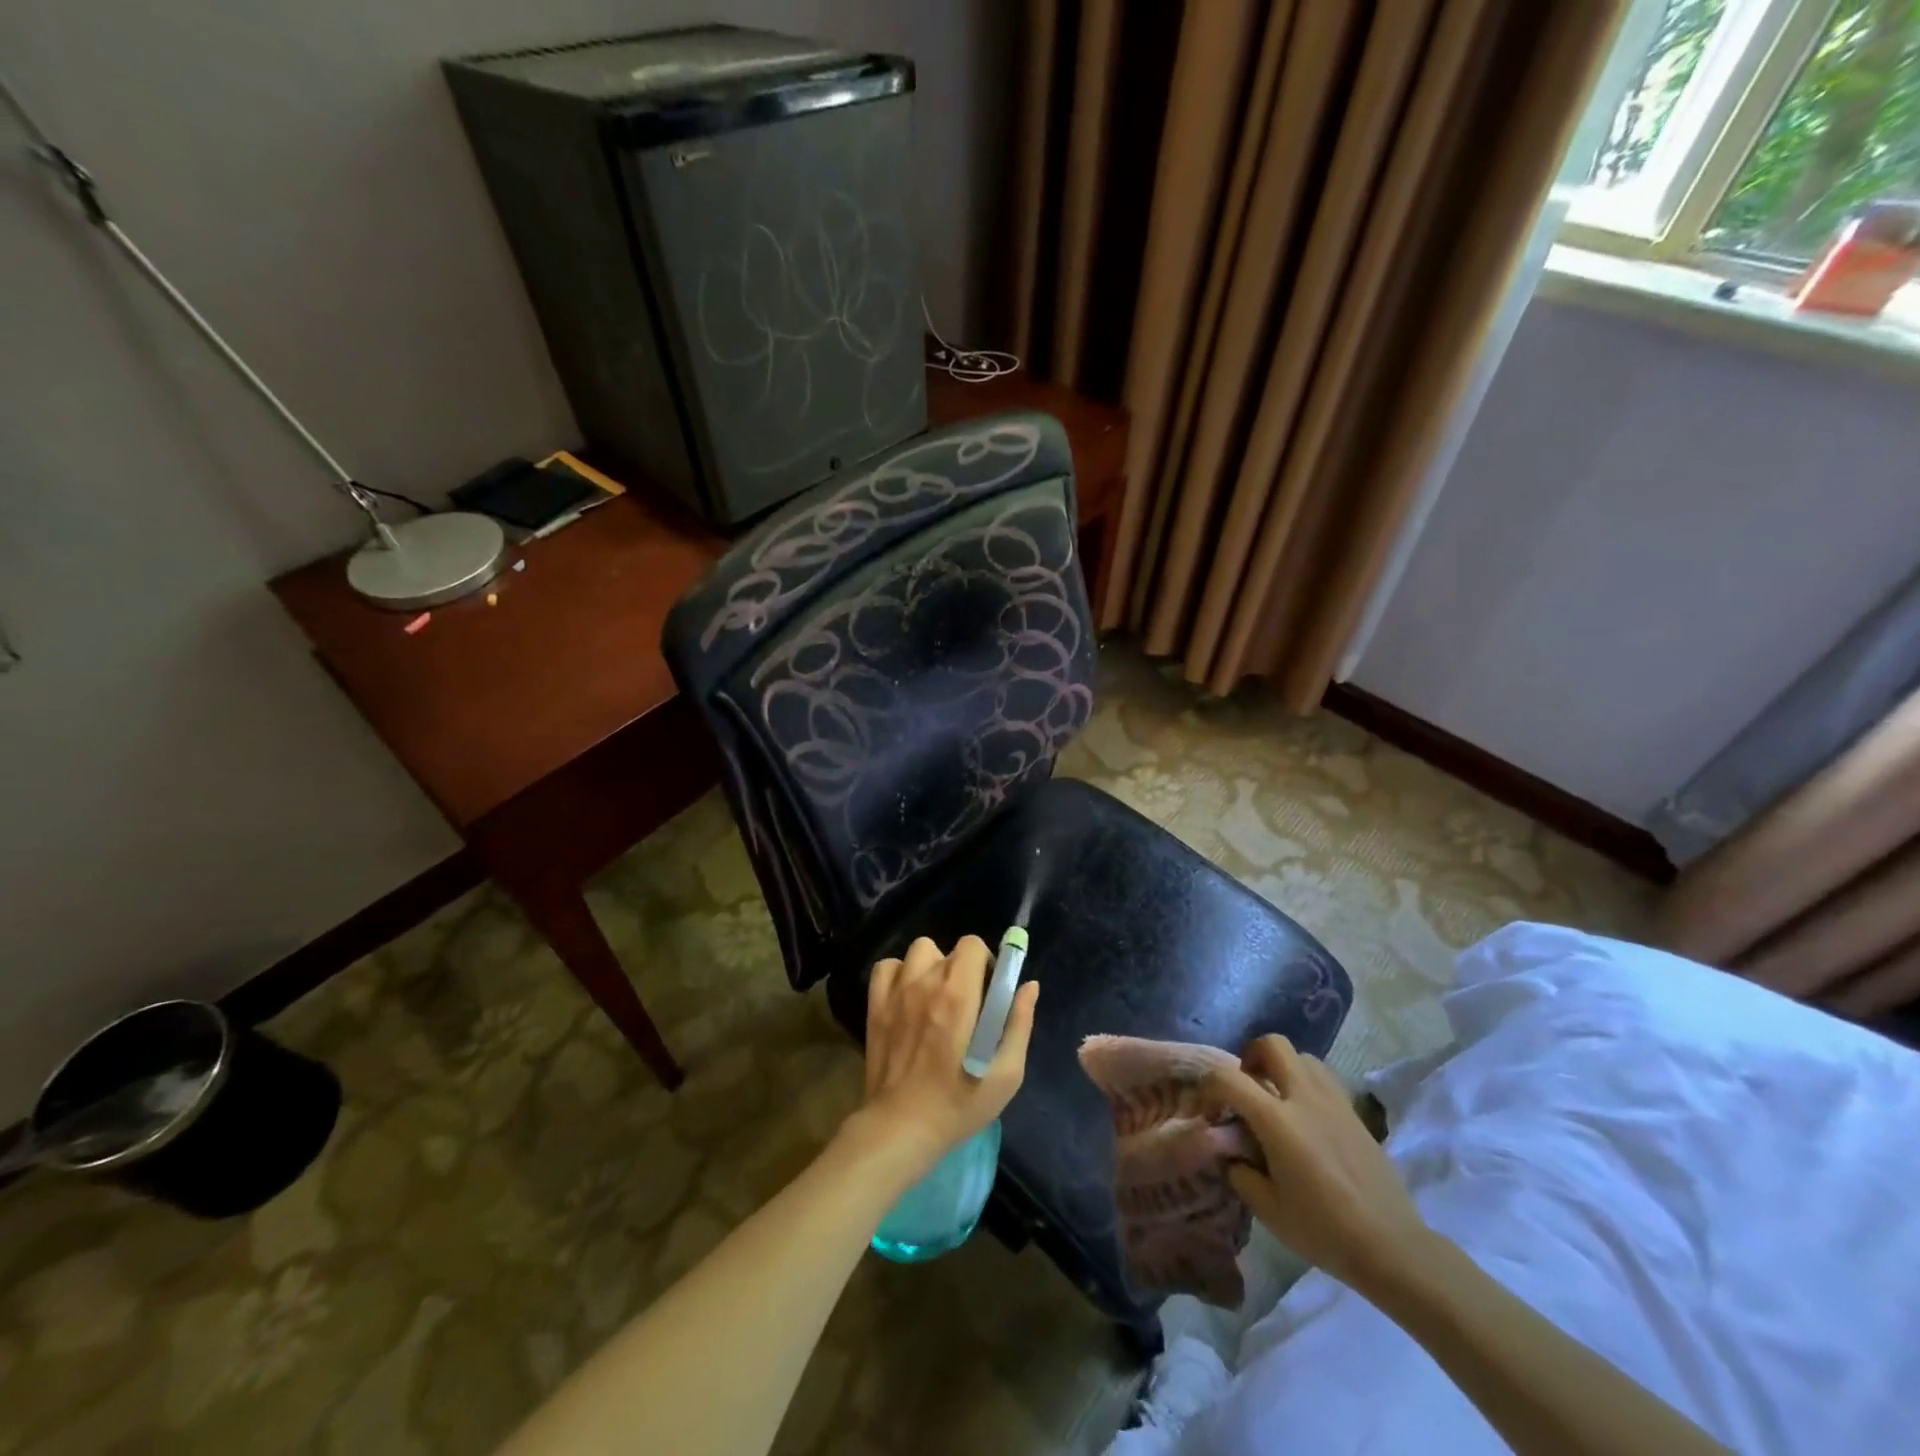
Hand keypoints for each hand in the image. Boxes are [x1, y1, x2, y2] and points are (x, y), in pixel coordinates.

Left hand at [850, 936, 1037, 1173]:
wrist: (902, 1127)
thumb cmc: (960, 1103)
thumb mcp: (1007, 1073)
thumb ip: (1019, 1023)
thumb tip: (1029, 986)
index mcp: (959, 994)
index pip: (972, 945)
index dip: (985, 962)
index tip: (988, 991)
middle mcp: (926, 982)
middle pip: (949, 950)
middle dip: (962, 969)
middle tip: (966, 1003)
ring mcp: (897, 991)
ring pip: (918, 952)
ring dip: (931, 967)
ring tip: (935, 997)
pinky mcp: (875, 1005)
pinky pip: (886, 968)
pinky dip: (899, 974)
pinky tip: (907, 997)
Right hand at [1202, 1035, 1429, 1292]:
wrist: (1392, 1247)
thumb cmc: (1324, 1230)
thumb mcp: (1268, 1210)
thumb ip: (1240, 1173)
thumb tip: (1231, 1153)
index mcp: (1277, 1121)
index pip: (1229, 1079)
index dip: (1210, 1087)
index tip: (1209, 1110)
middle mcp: (1304, 1098)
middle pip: (1273, 1044)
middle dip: (1251, 1056)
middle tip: (1246, 1087)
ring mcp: (1334, 1102)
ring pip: (1302, 1056)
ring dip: (1282, 1067)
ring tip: (1277, 1098)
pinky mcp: (1355, 1114)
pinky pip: (1324, 1079)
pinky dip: (1307, 1083)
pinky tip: (1306, 1118)